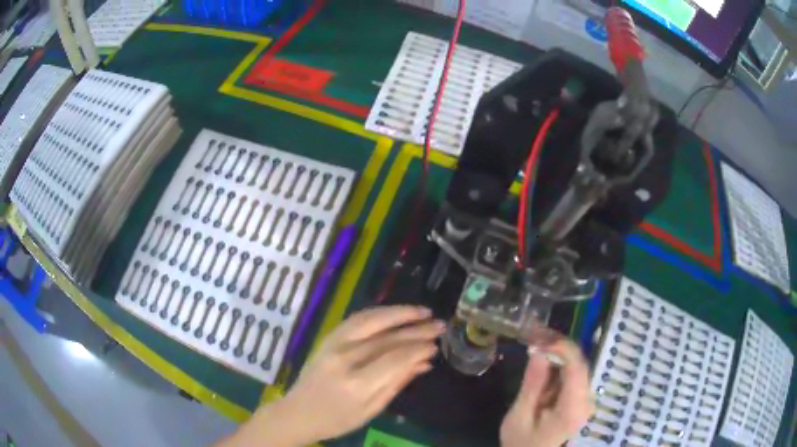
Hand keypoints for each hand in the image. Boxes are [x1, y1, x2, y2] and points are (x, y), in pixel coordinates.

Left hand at [222, 306, 443, 446]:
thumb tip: (424, 363)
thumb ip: (397, 384)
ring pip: (371, 320)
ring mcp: (334, 343)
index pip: (395, 358)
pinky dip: (379, 314)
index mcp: (356, 383)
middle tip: (439, 325)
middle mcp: (345, 357)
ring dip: (399, 313)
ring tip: (422, 312)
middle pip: (386, 337)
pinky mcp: (329, 337)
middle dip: (416, 329)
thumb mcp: (371, 410)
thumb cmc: (336, 419)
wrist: (298, 412)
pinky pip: (357, 319)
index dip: (419, 349)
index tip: (436, 344)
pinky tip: (395, 314)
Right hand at [500, 337, 593, 446]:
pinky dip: (558, 361)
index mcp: (574, 408)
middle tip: (533, 333)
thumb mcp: (520, 416)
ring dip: (557, 350)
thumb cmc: (522, 441)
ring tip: (535, 339)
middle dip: (557, 345)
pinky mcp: (581, 395)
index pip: (577, 368)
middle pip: (578, 363)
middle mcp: (587, 399)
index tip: (538, 337)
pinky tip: (543, 354)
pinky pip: (572, 371)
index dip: (561, 347)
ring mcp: (586, 397)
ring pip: (576, 364)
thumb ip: (532, 384)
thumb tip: (539, 350)